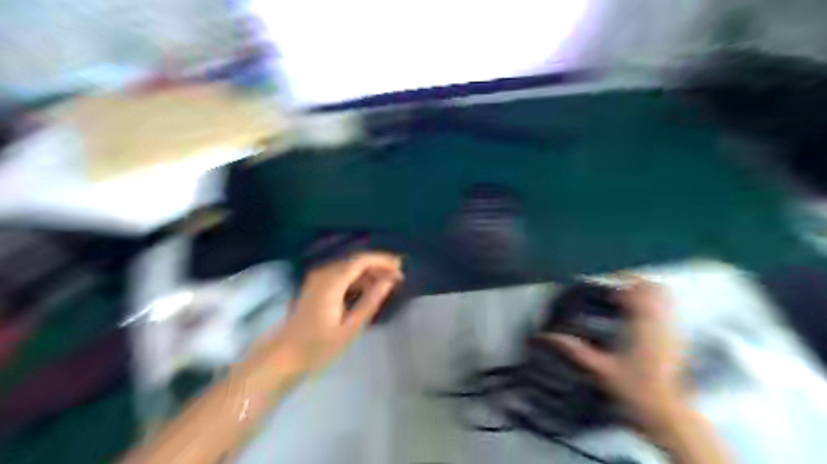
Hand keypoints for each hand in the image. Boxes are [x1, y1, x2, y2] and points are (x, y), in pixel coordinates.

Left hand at [272, 252, 404, 374]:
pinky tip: (369, 291)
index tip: (401, 269)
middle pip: (355, 261)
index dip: (383, 261)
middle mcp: (323, 273)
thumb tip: (390, 281)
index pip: (361, 260)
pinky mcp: (316, 286)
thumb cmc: (318, 347)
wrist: (284, 357)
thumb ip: (371, 301)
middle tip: (398, 279)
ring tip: (387, 285)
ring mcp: (318, 279)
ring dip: (369, 273)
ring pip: (349, 267)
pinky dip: (357, 280)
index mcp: (331, 281)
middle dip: (378, 266)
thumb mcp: (350, 327)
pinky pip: (341, 275)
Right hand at [548, 279, 688, 434]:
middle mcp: (660, 324)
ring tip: (622, 293)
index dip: (617, 278)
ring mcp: (672, 330)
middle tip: (610, 283)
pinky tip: (636, 311)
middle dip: (631, 280)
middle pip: (652, 287)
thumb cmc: (633, 391)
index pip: (634, 290)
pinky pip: (668, 308)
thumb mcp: (598, 369)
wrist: (668, 414)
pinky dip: (653, 301)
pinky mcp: (677, 338)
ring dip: (643, 288)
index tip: (599, 277)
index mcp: (641, 327)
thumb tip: (544, 336)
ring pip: (664, 296)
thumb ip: (573, 350)